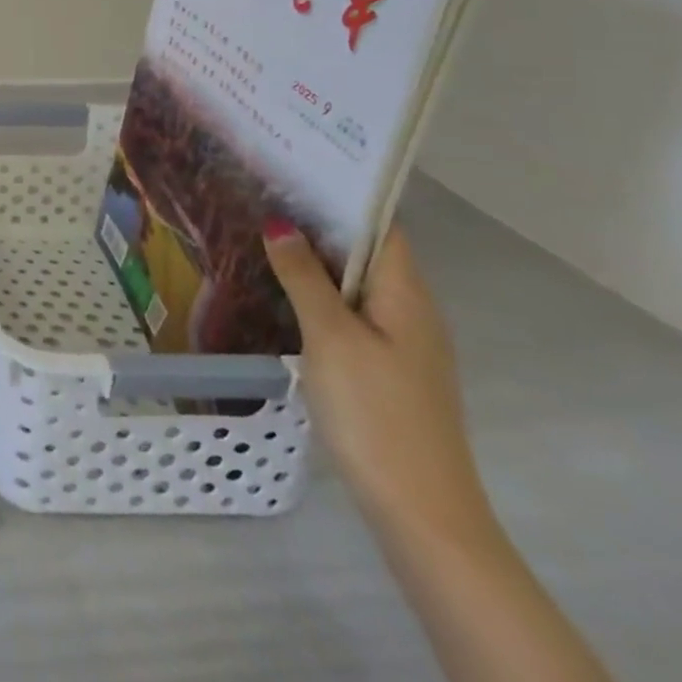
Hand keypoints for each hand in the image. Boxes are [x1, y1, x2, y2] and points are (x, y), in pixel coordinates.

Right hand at [263, 222, 490, 542]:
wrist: (420, 512)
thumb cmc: (376, 412)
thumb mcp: (331, 337)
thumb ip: (304, 277)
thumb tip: (280, 222)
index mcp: (407, 296)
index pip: (380, 228)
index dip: (341, 198)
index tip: (293, 170)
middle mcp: (411, 312)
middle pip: (367, 254)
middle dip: (318, 225)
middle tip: (262, 196)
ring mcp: (401, 345)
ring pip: (355, 286)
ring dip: (315, 261)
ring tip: (261, 235)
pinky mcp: (385, 371)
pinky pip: (350, 314)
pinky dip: (319, 295)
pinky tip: (282, 295)